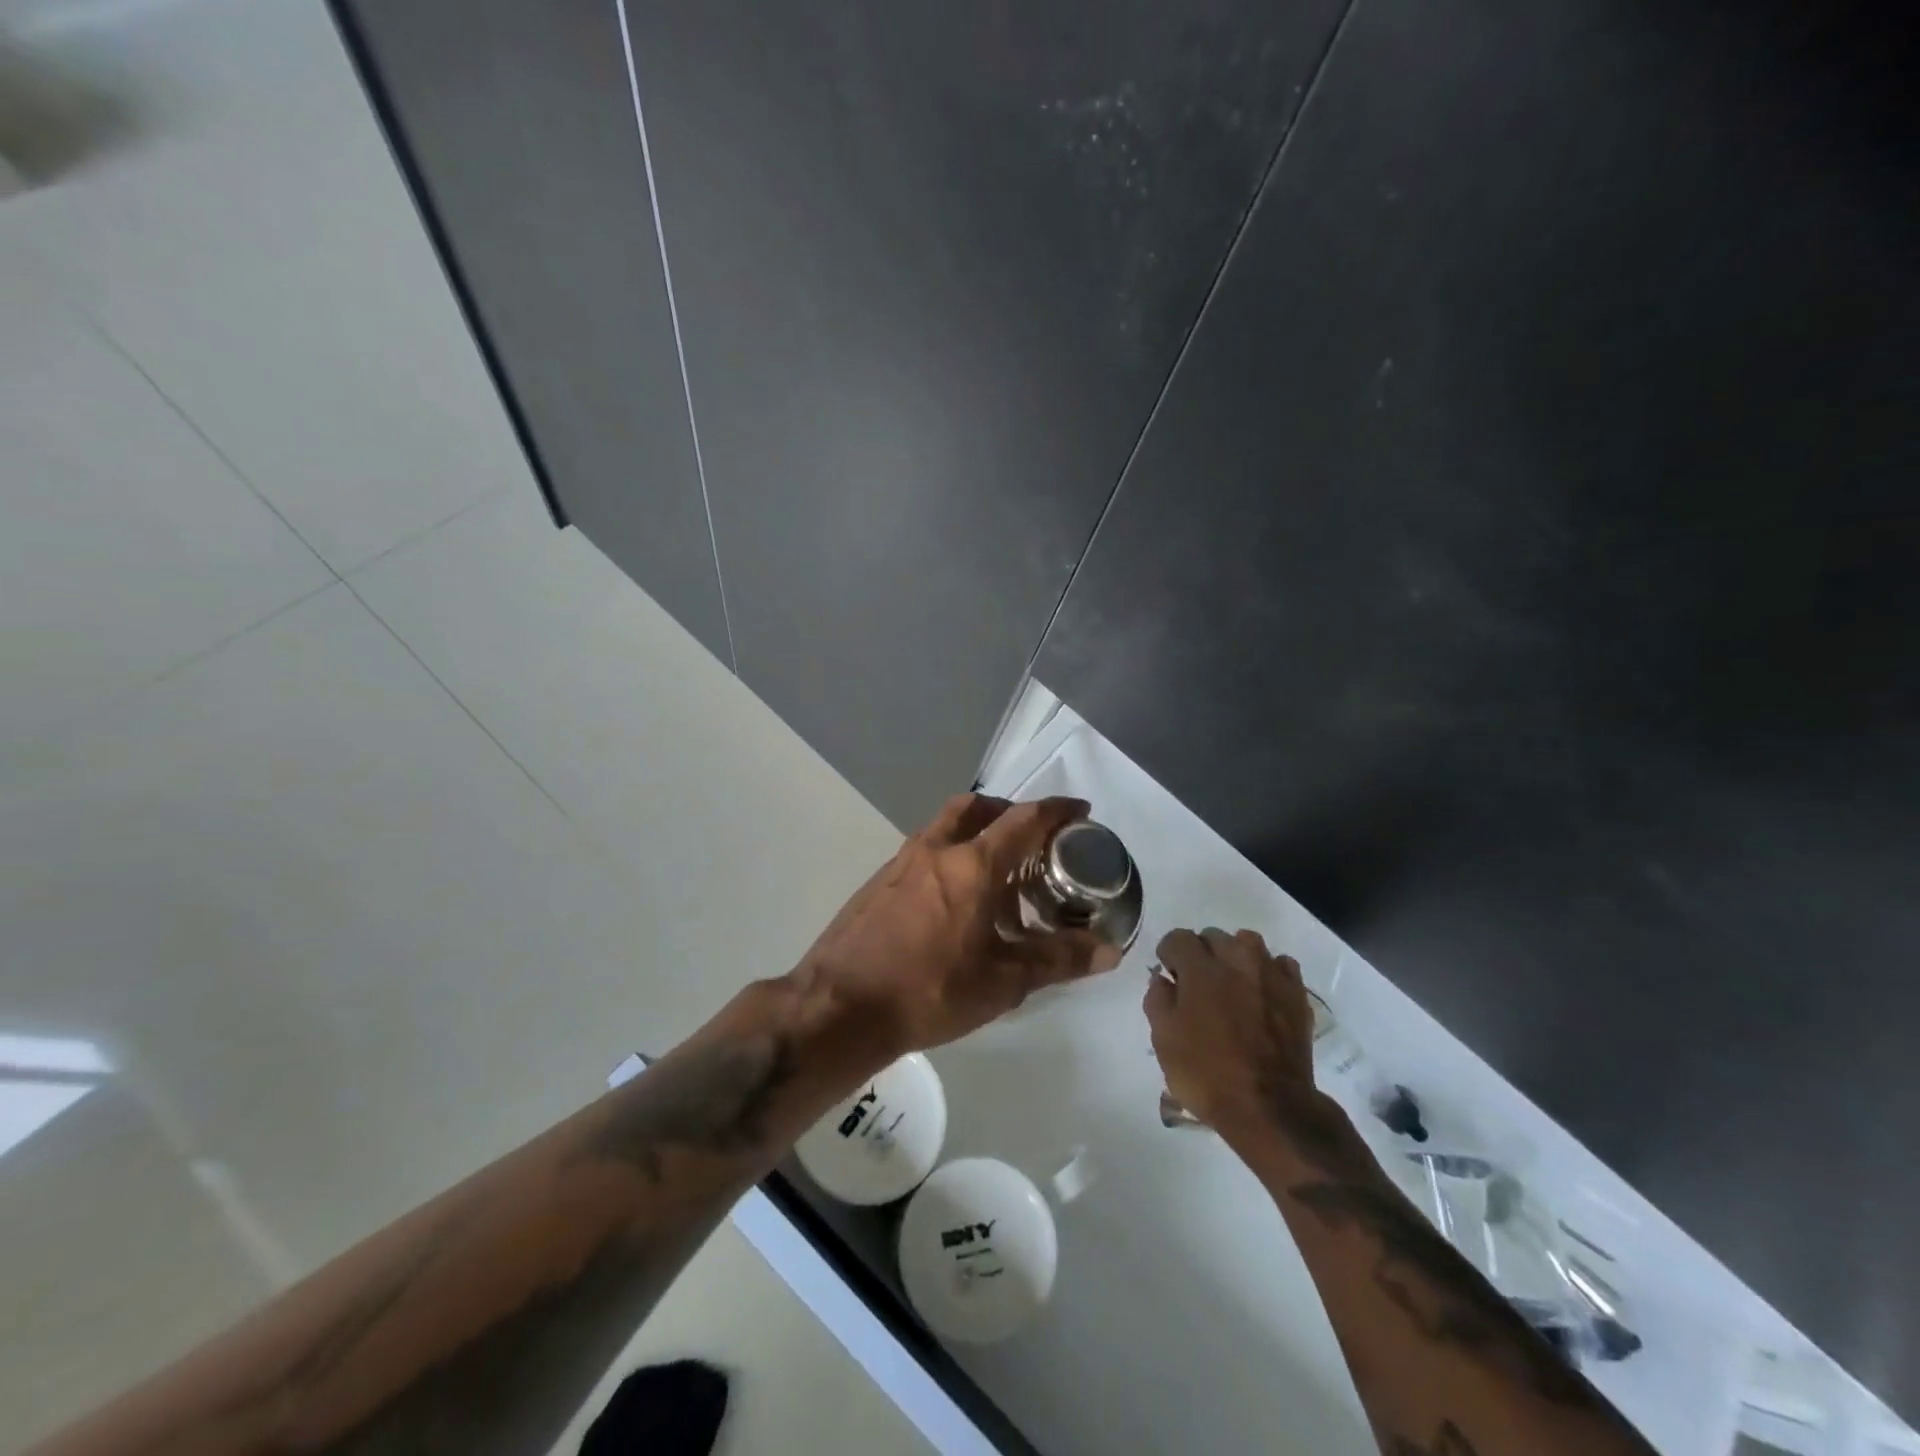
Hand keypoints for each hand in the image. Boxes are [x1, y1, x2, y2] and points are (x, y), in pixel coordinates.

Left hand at [801, 794, 1123, 1060]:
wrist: (839, 1007)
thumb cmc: (928, 991)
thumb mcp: (1002, 982)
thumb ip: (1057, 960)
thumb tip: (1108, 951)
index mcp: (971, 864)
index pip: (1023, 820)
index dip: (1056, 810)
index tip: (1080, 810)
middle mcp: (935, 849)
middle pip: (978, 807)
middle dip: (1010, 812)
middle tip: (1033, 838)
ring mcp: (901, 862)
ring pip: (946, 825)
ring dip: (976, 830)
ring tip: (997, 869)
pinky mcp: (879, 880)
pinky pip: (924, 849)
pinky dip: (950, 854)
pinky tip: (955, 898)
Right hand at [1144, 927, 1315, 1129]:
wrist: (1270, 1108)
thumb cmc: (1208, 1074)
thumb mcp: (1164, 1040)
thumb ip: (1158, 1000)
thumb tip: (1163, 979)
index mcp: (1201, 968)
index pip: (1178, 938)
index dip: (1169, 955)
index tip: (1170, 976)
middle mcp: (1237, 959)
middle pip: (1213, 936)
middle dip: (1201, 953)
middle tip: (1198, 985)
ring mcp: (1271, 974)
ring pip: (1248, 943)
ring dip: (1235, 956)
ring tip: (1231, 984)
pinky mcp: (1297, 993)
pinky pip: (1280, 965)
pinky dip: (1268, 971)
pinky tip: (1261, 993)